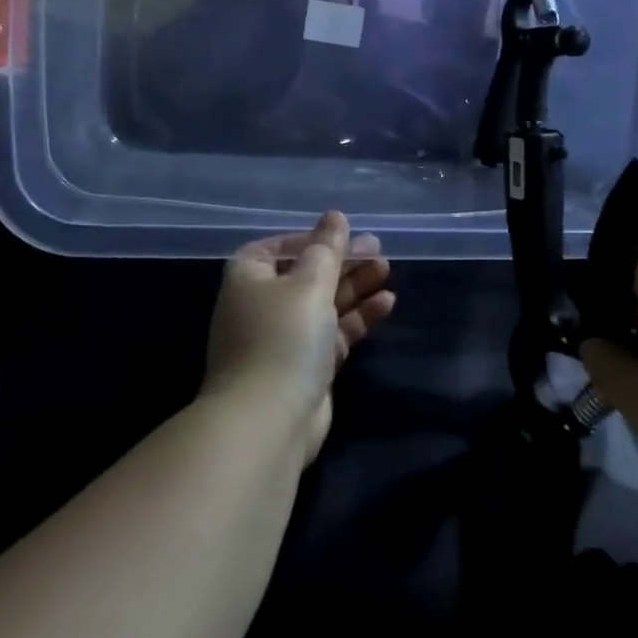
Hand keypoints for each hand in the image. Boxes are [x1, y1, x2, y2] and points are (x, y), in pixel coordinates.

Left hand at [203, 211, 396, 463]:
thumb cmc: (283, 337)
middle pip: (307, 274)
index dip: (312, 239)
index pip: (280, 247)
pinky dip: (357, 317)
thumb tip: (335, 216)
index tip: (345, 234)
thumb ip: (327, 249)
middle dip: (342, 261)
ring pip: (324, 303)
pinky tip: (387, 302)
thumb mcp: (309, 283)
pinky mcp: (306, 367)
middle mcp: (262, 304)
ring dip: (354, 286)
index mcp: (249, 277)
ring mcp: (283, 338)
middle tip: (377, 249)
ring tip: (388, 269)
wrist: (268, 421)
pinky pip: (334, 332)